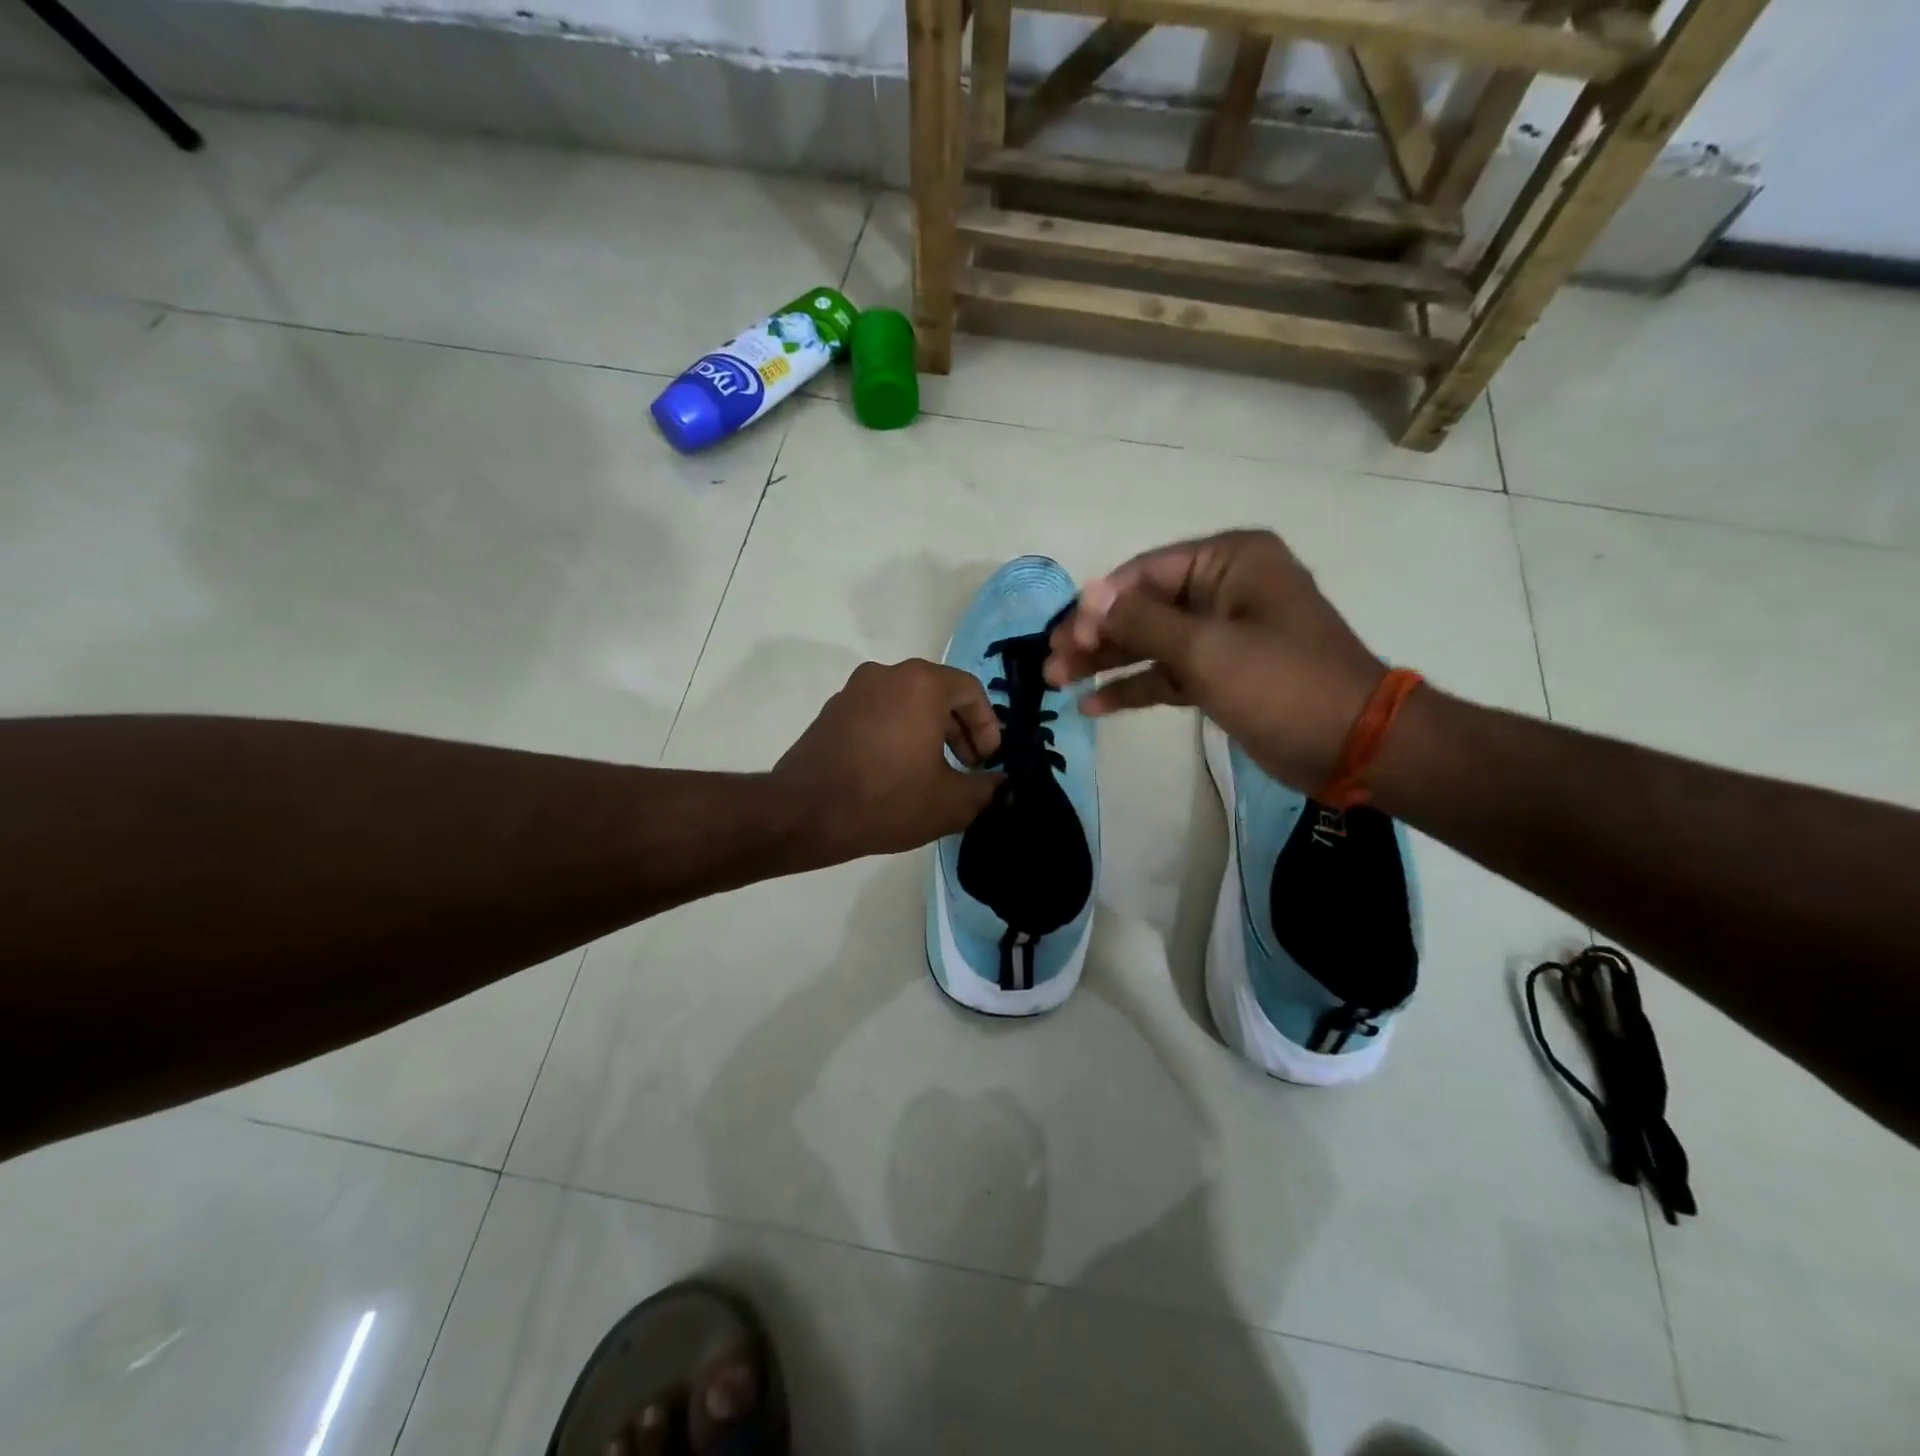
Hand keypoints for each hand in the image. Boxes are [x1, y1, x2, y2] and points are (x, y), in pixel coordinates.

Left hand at [773, 659, 1003, 861]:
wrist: (805, 813)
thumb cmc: (886, 800)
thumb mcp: (950, 803)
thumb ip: (986, 788)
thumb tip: (999, 782)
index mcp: (921, 683)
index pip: (970, 691)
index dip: (987, 727)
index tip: (985, 762)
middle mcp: (887, 674)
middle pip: (938, 693)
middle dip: (959, 731)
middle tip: (966, 768)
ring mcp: (854, 690)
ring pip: (907, 703)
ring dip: (928, 733)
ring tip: (933, 774)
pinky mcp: (832, 711)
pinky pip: (879, 713)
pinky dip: (897, 733)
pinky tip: (896, 772)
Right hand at [1044, 530, 1385, 789]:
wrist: (1352, 744)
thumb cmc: (1282, 683)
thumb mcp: (1206, 648)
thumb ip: (1142, 620)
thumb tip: (1088, 595)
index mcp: (1230, 561)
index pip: (1145, 573)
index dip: (1099, 605)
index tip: (1063, 638)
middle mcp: (1224, 588)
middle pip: (1142, 607)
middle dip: (1094, 636)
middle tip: (1049, 664)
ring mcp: (1222, 633)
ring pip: (1149, 642)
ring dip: (1105, 662)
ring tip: (1056, 683)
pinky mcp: (1221, 673)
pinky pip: (1167, 672)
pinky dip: (1134, 687)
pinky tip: (1093, 705)